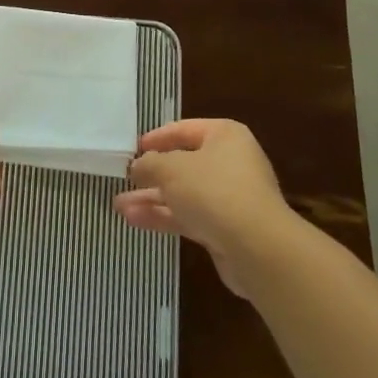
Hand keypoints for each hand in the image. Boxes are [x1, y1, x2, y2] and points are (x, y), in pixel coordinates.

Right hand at [114, 119, 300, 294]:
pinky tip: (134, 220)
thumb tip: (138, 165)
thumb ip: (150, 164)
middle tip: (125, 179)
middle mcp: (230, 163)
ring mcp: (229, 198)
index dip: (158, 137)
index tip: (134, 147)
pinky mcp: (224, 229)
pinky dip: (163, 216)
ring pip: (184, 193)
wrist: (257, 248)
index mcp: (224, 136)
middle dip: (152, 174)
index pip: (185, 130)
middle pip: (184, 164)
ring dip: (152, 199)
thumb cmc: (213, 191)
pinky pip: (188, 216)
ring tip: (119, 205)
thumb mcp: (172, 169)